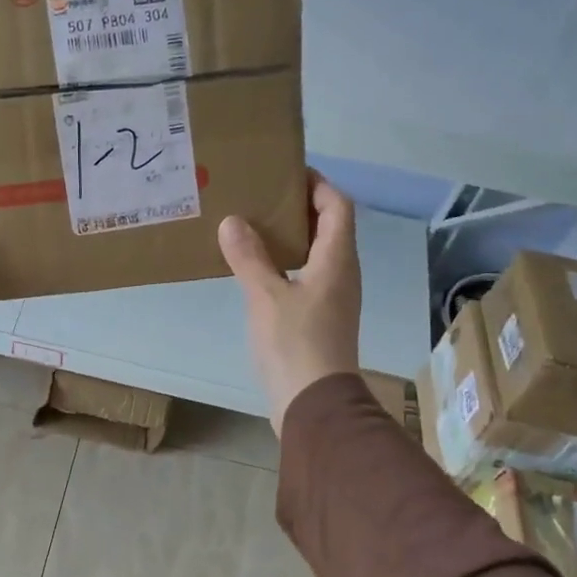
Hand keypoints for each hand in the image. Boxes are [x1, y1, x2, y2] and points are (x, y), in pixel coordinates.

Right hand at [219, 175, 361, 434]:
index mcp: (337, 260)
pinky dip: (285, 264)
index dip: (317, 183)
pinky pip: (306, 277)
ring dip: (290, 237)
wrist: (313, 404)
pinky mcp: (320, 319)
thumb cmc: (296, 344)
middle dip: (299, 207)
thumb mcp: (266, 296)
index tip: (286, 172)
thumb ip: (249, 257)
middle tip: (260, 198)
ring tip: (252, 228)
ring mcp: (333, 298)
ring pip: (317, 253)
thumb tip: (233, 221)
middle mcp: (342, 274)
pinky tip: (256, 271)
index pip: (337, 206)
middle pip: (329, 227)